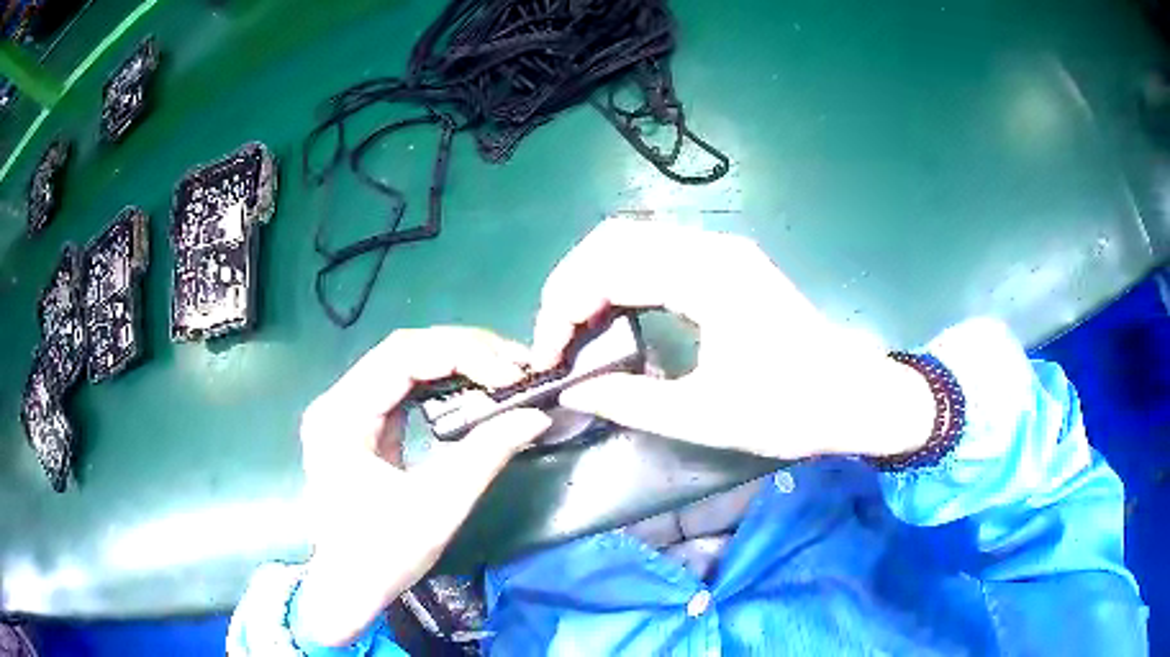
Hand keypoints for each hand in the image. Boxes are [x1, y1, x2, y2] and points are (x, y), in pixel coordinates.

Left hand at [295, 327, 550, 646]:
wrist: (350, 586)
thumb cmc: (383, 554)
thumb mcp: (438, 507)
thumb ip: (486, 455)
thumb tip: (536, 417)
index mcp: (340, 416)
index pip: (402, 356)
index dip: (461, 354)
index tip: (510, 375)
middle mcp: (337, 401)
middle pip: (403, 351)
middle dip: (464, 352)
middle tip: (515, 367)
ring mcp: (346, 410)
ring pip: (405, 364)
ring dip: (456, 364)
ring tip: (502, 374)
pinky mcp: (361, 424)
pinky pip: (404, 389)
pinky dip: (442, 386)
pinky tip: (472, 391)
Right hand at [533, 218, 933, 460]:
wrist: (852, 396)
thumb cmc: (789, 410)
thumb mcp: (703, 417)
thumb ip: (627, 402)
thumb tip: (571, 393)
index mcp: (708, 278)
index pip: (609, 268)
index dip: (563, 308)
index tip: (548, 357)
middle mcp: (711, 248)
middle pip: (613, 238)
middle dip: (569, 285)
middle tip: (556, 339)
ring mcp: (720, 250)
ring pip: (632, 239)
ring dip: (592, 279)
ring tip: (576, 329)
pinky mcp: (725, 263)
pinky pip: (655, 254)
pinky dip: (621, 279)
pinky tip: (614, 315)